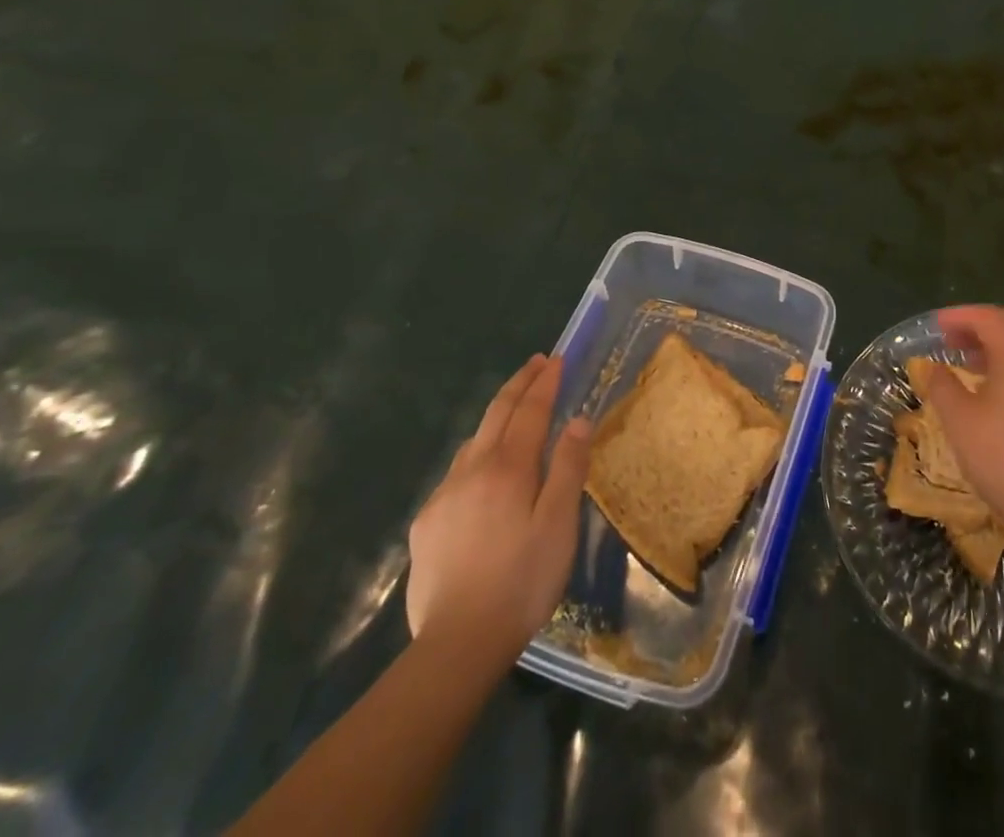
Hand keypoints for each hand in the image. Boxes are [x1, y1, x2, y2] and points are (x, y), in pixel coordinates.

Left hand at [405, 355, 590, 659]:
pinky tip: (482, 472)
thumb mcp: (559, 524)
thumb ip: (569, 468)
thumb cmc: (522, 581)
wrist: (457, 644)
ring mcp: (444, 496)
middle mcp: (472, 470)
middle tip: (536, 363)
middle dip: (519, 384)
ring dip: (496, 416)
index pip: (529, 411)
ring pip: (473, 441)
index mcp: (508, 468)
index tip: (557, 359)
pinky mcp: (427, 524)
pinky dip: (476, 454)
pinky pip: (456, 473)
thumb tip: (576, 420)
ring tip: (513, 411)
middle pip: (496, 414)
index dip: (545, 383)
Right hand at [926, 306, 1003, 558]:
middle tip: (954, 341)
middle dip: (982, 324)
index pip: (988, 318)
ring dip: (1002, 342)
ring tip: (973, 363)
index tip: (936, 326)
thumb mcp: (960, 421)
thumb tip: (934, 367)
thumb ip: (942, 385)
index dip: (959, 316)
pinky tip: (1002, 387)